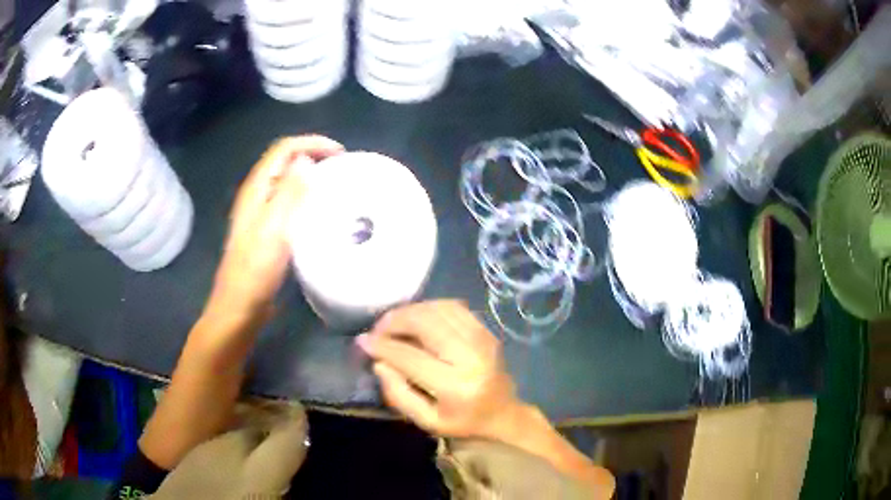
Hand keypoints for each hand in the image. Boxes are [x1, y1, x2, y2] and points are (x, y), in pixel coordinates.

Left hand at [208, 135, 343, 319]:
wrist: (240, 305)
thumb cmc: (256, 269)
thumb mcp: (275, 229)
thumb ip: (290, 192)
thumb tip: (306, 160)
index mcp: (256, 189)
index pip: (283, 149)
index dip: (311, 143)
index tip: (339, 154)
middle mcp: (256, 195)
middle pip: (284, 162)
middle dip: (313, 156)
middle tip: (340, 168)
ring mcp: (260, 213)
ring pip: (286, 182)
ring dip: (309, 176)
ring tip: (334, 185)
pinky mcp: (266, 230)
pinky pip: (287, 202)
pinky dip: (305, 198)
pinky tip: (318, 212)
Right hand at [356, 300, 521, 439]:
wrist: (502, 412)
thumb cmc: (462, 421)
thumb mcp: (426, 421)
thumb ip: (398, 394)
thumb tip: (378, 361)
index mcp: (456, 386)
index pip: (410, 357)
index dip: (382, 346)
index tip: (362, 341)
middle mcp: (471, 357)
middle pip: (425, 324)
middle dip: (394, 321)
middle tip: (377, 329)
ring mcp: (482, 339)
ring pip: (438, 310)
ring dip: (409, 311)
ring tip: (393, 323)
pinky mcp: (486, 330)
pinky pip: (453, 306)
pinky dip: (429, 307)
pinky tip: (417, 317)